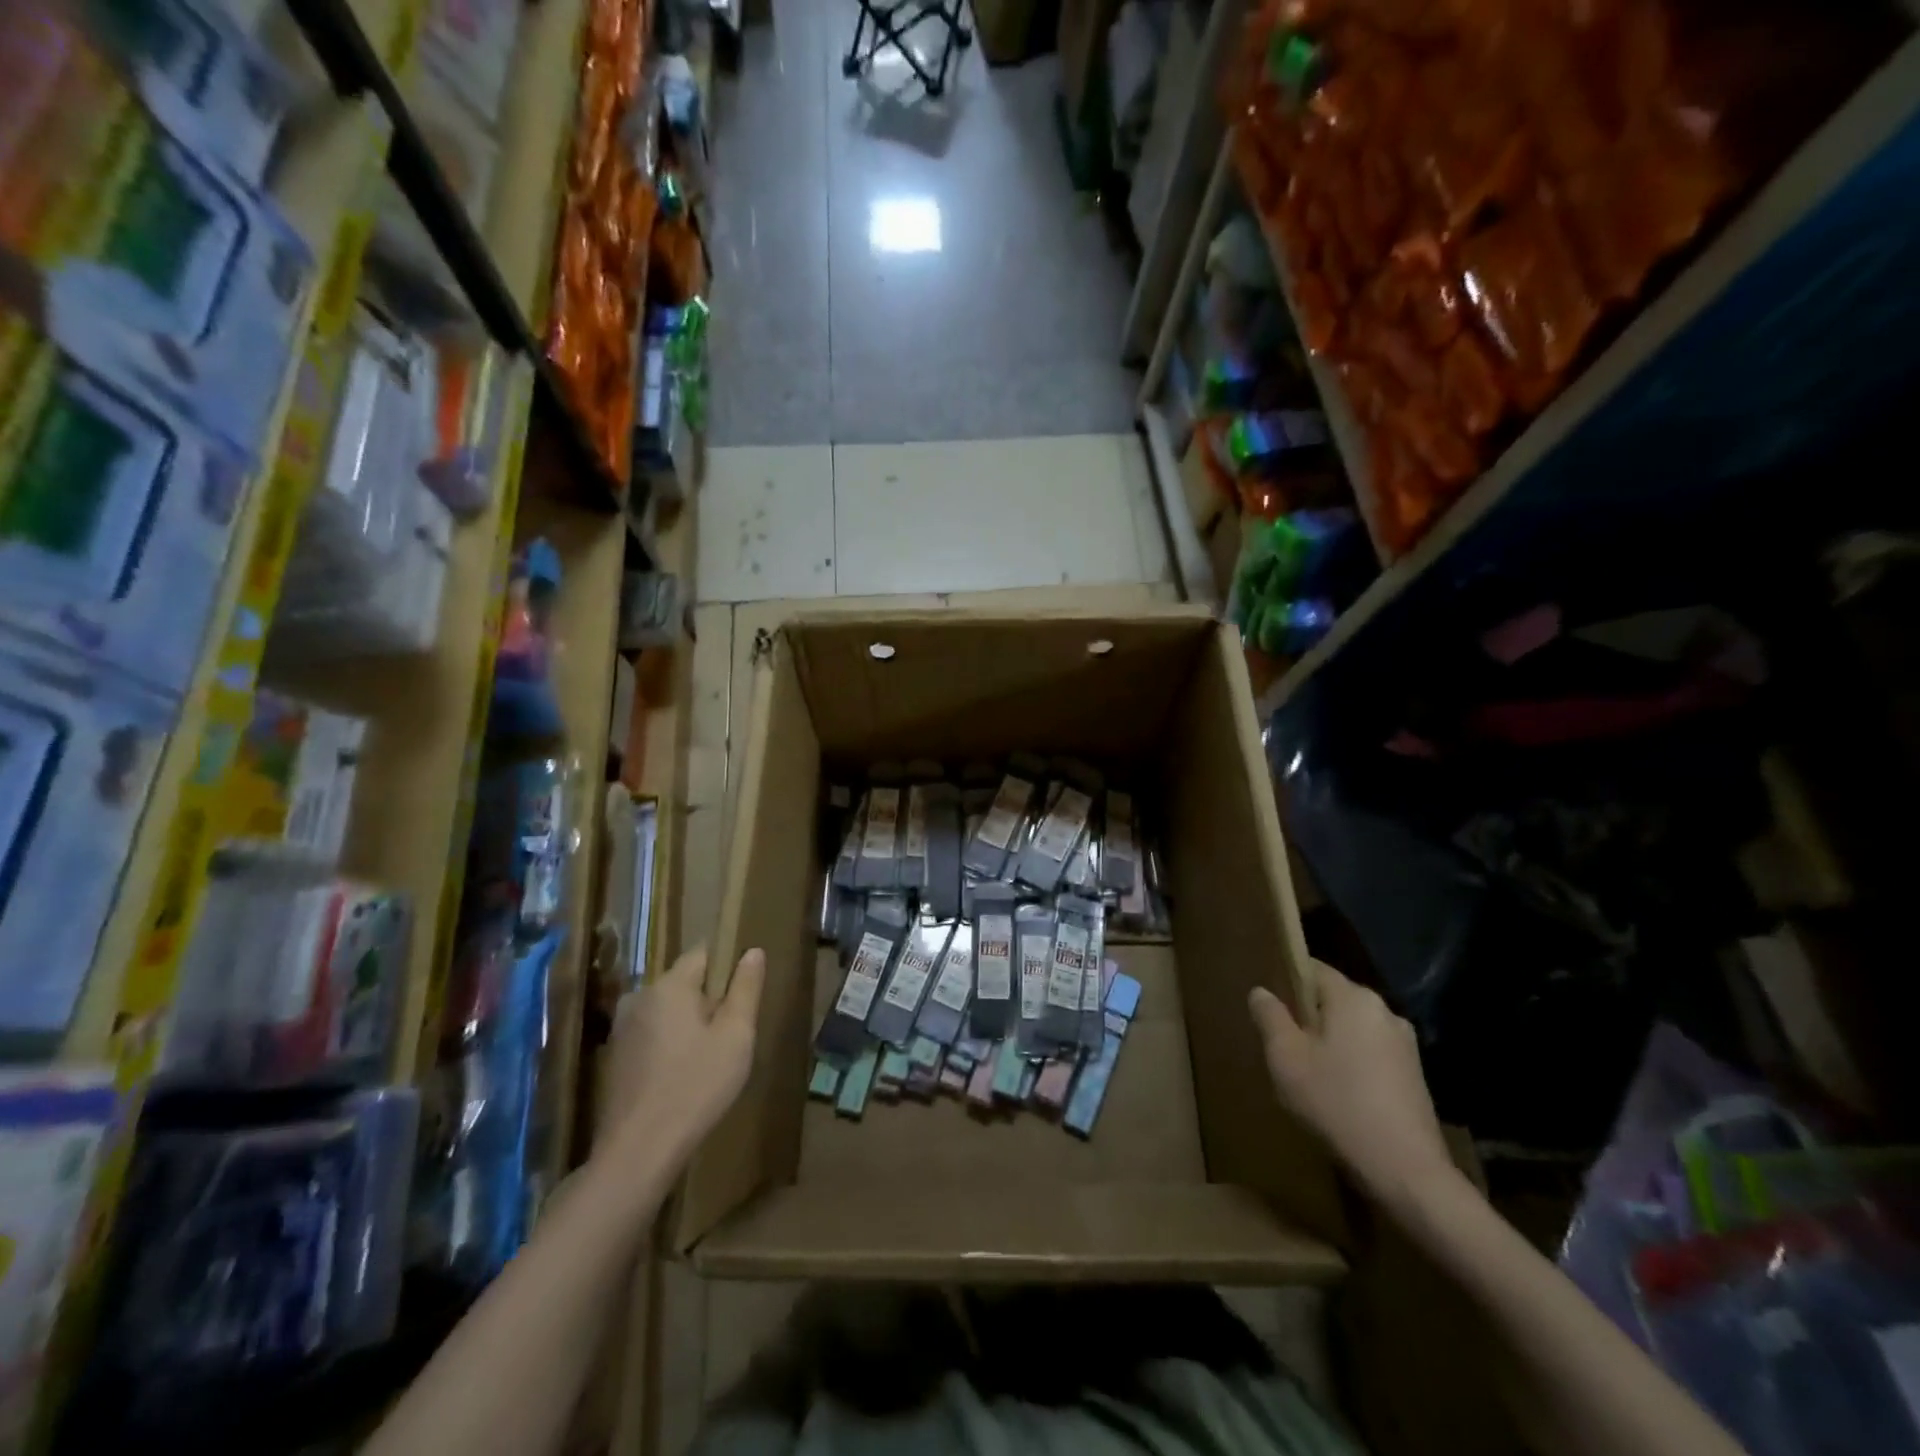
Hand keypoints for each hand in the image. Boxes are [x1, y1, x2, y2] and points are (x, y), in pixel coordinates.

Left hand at [599, 945, 764, 1165]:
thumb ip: (746, 988)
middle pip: (685, 982)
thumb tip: (752, 951)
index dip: (727, 967)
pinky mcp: (614, 1056)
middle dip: (709, 999)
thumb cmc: (696, 1086)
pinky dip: (669, 1044)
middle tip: (731, 1034)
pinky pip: (652, 1033)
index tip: (743, 995)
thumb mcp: (736, 1036)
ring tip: (709, 1058)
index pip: (703, 953)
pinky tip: (683, 1075)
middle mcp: (639, 996)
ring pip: (668, 1010)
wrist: (637, 1152)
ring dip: (689, 1023)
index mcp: (669, 985)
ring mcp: (622, 1028)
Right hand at [1249, 963, 1456, 1211]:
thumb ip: (1270, 1018)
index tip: (1268, 1004)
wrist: (1407, 1171)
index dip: (1286, 979)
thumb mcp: (1286, 1059)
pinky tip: (1338, 1093)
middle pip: (1334, 998)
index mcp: (1353, 998)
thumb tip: (1261, 991)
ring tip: (1307, 1071)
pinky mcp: (1415, 1075)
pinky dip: (1351, 1063)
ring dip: (1330, 1041)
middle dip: (1307, 1015)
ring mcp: (1404, 1044)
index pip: (1313, 968)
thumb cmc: (1337, 1103)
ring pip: (1352, 1028)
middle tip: (1281, 1042)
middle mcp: (1383, 1010)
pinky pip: (1371, 1053)